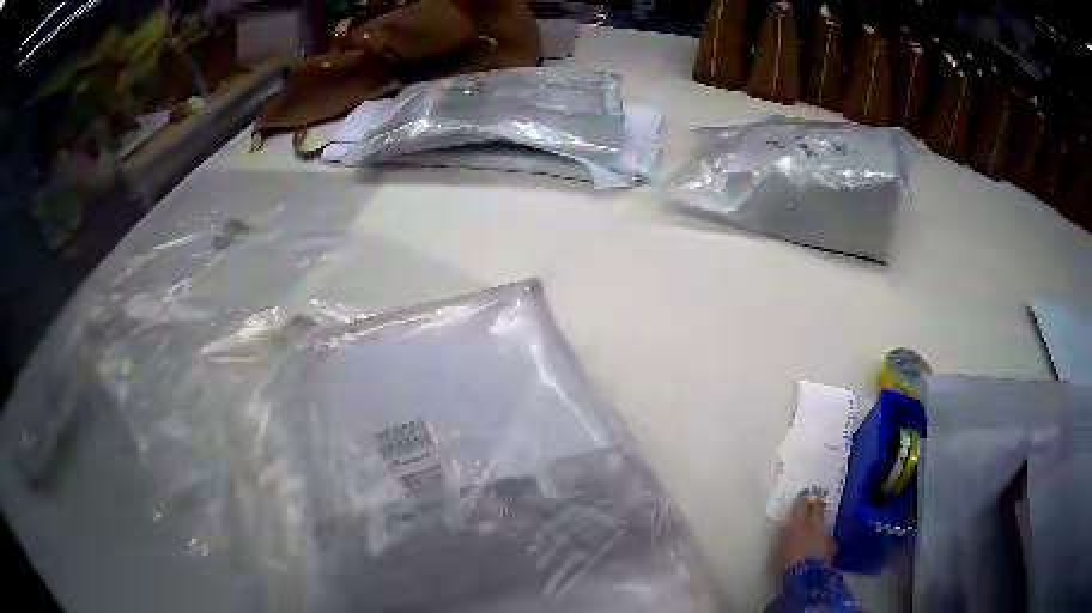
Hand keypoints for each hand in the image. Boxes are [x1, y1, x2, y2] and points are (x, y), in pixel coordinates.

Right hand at [774, 495, 836, 580]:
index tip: (805, 499)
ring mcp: (823, 534)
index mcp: (796, 524)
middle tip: (815, 502)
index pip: (802, 507)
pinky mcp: (831, 545)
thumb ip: (784, 536)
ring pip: (823, 523)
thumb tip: (786, 528)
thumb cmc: (785, 563)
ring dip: (821, 523)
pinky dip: (826, 541)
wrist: (804, 575)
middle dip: (816, 504)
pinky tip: (825, 545)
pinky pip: (829, 539)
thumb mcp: (779, 549)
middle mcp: (812, 525)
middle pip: (817, 509)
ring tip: (818, 526)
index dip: (804, 502)